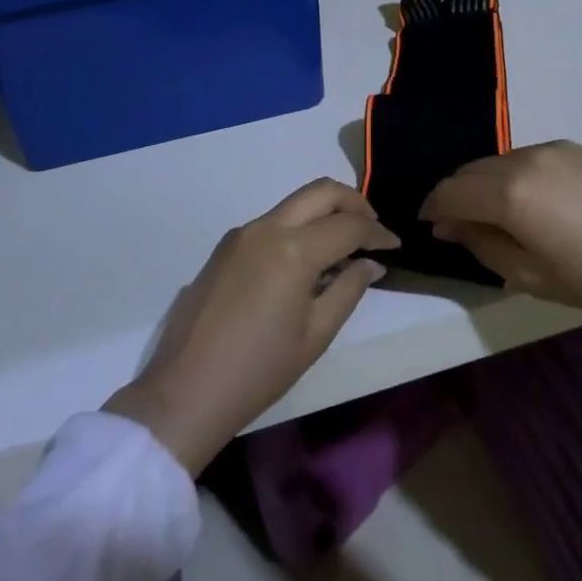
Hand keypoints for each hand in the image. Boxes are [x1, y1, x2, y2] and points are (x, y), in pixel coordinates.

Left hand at [104, 179, 398, 474]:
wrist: (187, 389)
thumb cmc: (259, 370)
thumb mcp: (315, 335)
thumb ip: (348, 290)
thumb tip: (370, 263)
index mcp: (293, 249)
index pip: (348, 225)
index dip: (377, 232)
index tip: (395, 245)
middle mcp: (267, 227)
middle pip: (320, 191)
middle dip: (354, 203)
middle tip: (373, 229)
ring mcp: (242, 233)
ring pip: (294, 203)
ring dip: (325, 211)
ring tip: (345, 244)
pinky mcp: (225, 246)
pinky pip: (272, 222)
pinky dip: (299, 227)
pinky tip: (308, 258)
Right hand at [419, 142, 581, 357]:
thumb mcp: (530, 276)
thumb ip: (481, 245)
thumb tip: (451, 226)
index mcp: (508, 192)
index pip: (450, 191)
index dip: (432, 207)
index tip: (428, 225)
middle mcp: (524, 158)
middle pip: (471, 170)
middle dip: (456, 195)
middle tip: (457, 225)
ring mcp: (553, 148)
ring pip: (499, 161)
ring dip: (485, 184)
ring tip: (496, 215)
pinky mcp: (577, 148)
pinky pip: (528, 158)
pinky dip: (514, 176)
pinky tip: (531, 202)